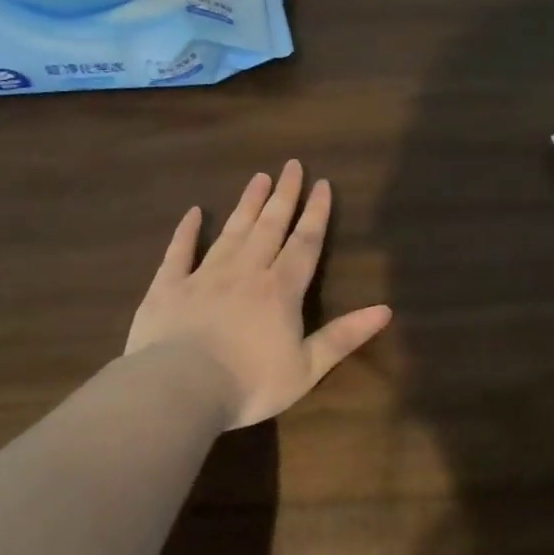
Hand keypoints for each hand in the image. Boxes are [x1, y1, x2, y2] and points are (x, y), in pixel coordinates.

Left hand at [126, 161, 392, 428]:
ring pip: (232, 232)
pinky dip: (187, 231)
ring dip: (247, 204)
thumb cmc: (250, 383)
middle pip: (269, 226)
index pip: (304, 243)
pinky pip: (179, 252)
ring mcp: (204, 276)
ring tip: (258, 177)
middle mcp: (246, 272)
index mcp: (281, 289)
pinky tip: (193, 213)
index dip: (316, 213)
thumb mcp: (307, 367)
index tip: (322, 184)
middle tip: (292, 165)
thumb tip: (386, 309)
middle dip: (284, 195)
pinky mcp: (168, 287)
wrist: (179, 389)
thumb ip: (344, 336)